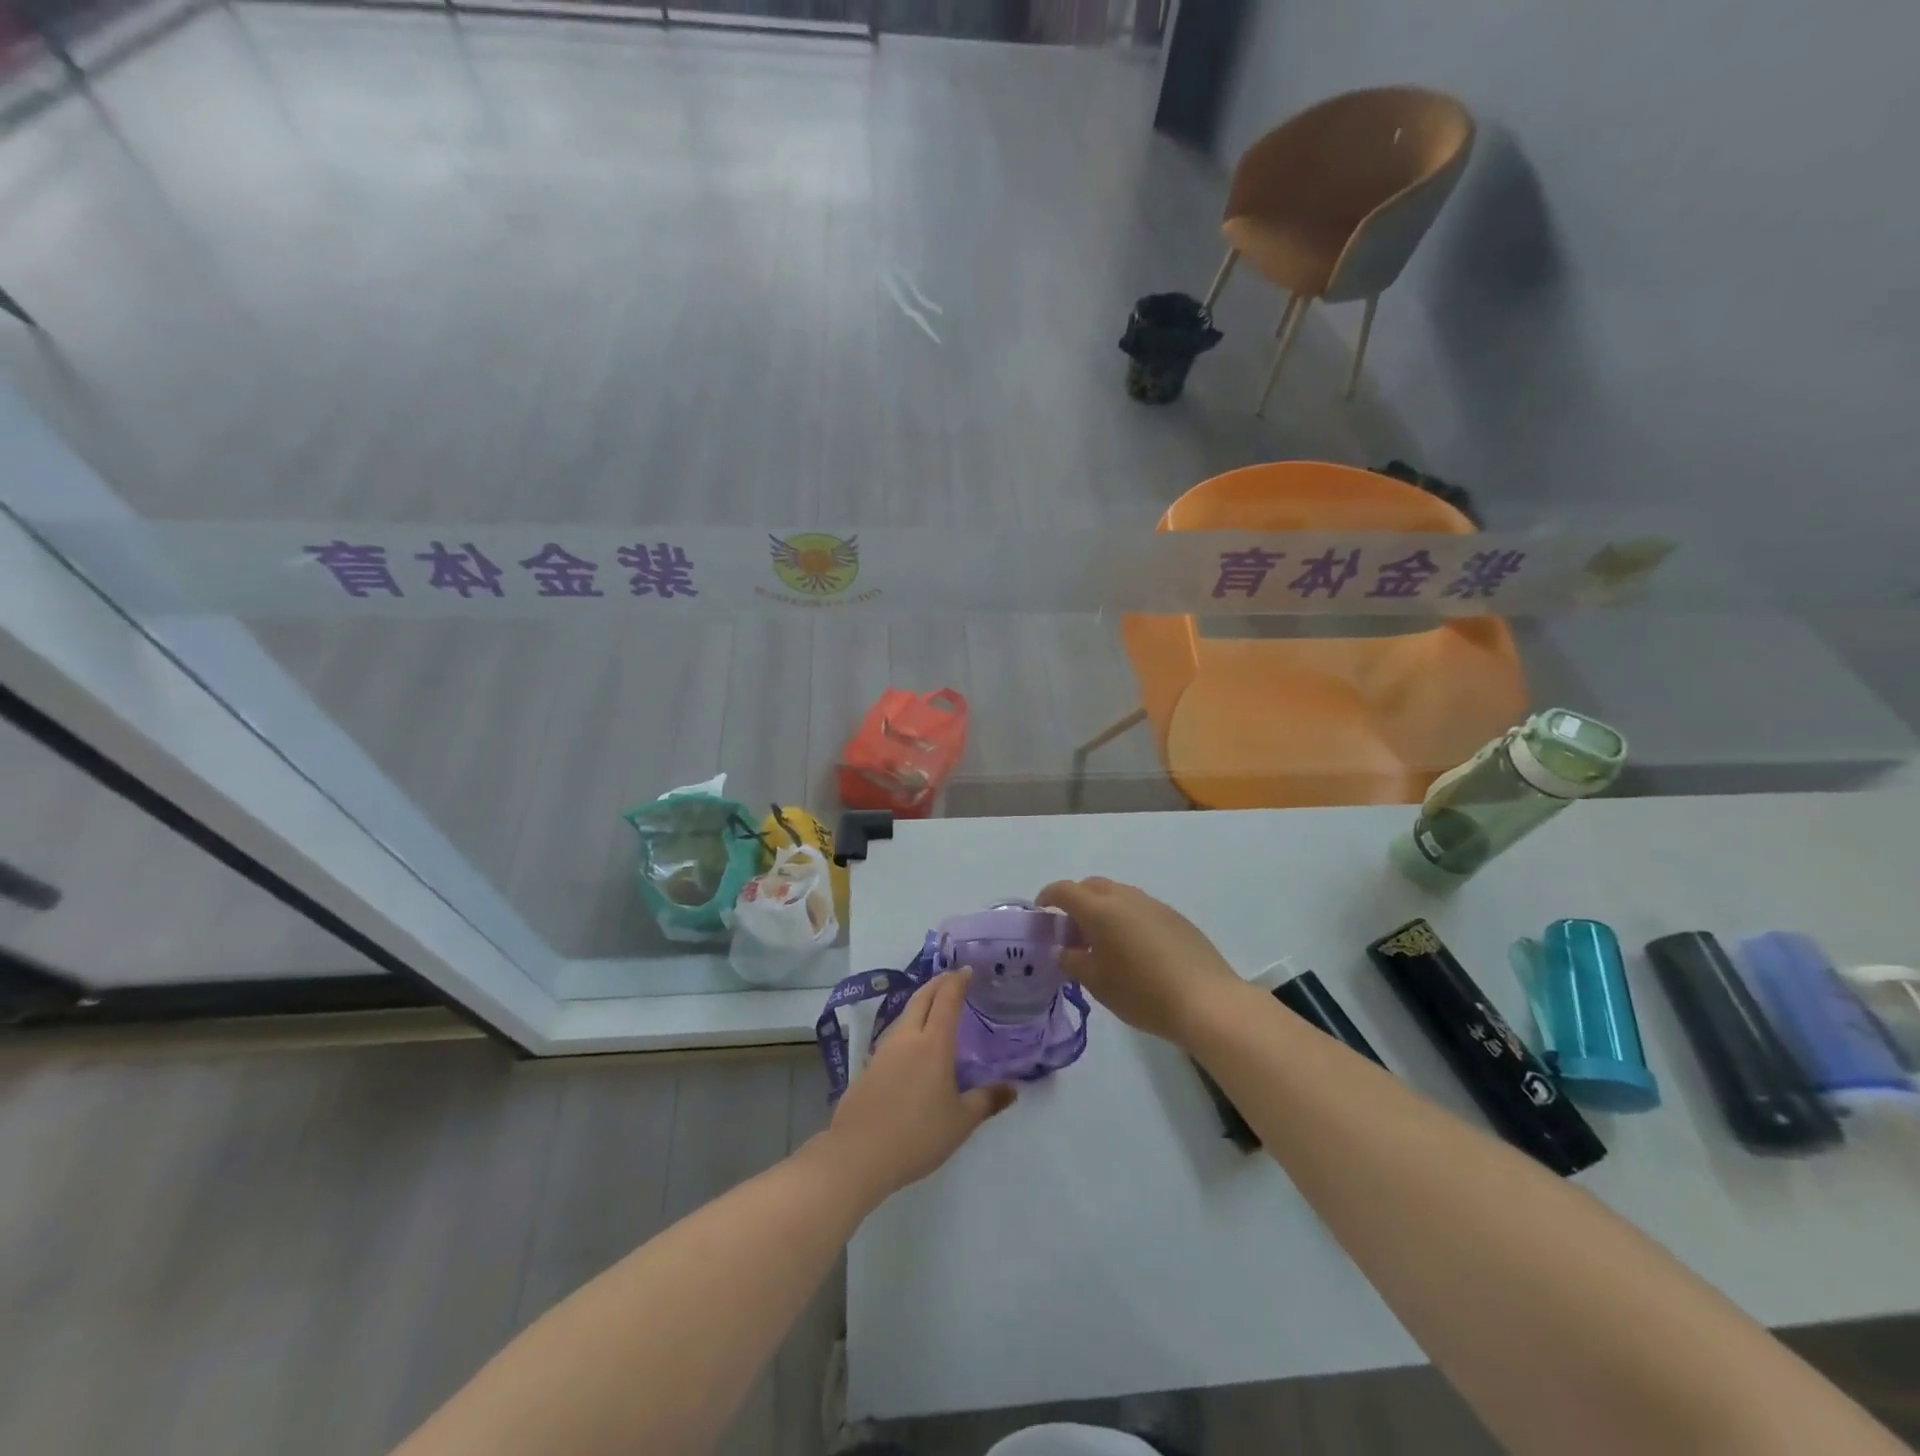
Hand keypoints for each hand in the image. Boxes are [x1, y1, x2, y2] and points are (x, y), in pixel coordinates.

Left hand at [822, 970, 1014, 1203]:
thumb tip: (1014, 1088)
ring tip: (934, 1007)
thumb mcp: (961, 1122)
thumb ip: (987, 1101)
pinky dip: (907, 1027)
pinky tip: (911, 1045)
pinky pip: (893, 1035)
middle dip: (938, 983)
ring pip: (905, 1014)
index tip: (967, 970)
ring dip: (921, 1003)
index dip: (958, 981)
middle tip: (952, 978)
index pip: (947, 999)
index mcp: (933, 1044)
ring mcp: (883, 1050)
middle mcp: (907, 1038)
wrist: (858, 1154)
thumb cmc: (917, 1135)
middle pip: (922, 998)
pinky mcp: (868, 1067)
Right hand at [1038, 877, 1242, 1046]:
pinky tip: (1133, 949)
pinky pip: (1140, 908)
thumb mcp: (1097, 983)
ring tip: (1102, 941)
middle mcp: (1126, 897)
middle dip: (1076, 900)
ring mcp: (1154, 904)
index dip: (1048, 897)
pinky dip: (1126, 918)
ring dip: (1103, 908)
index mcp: (1100, 909)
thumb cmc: (1142, 993)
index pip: (1064, 890)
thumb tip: (1064, 950)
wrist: (1207, 1001)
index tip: (1041, 912)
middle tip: (1070, 929)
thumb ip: (1072, 961)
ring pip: (1118, 895)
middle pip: (1092, 886)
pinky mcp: (1175, 917)